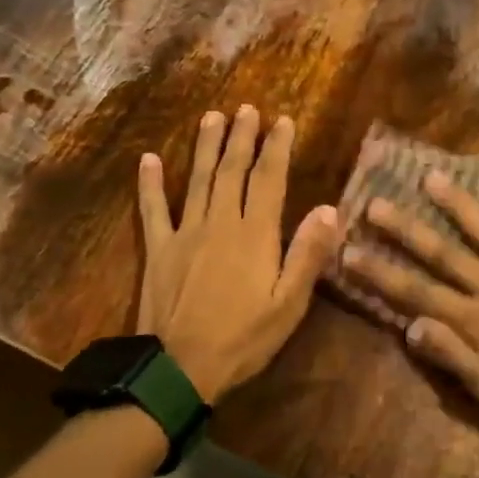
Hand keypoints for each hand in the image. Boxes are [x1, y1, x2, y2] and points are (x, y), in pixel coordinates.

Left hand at [137, 105, 338, 402]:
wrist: (180, 368)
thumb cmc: (243, 339)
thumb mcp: (289, 304)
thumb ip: (308, 255)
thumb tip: (330, 209)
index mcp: (255, 235)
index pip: (269, 179)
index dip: (277, 148)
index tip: (283, 121)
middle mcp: (220, 223)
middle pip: (232, 170)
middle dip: (241, 137)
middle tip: (246, 109)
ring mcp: (185, 233)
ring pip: (197, 180)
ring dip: (205, 147)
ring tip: (211, 117)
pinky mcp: (158, 249)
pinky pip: (152, 209)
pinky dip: (149, 184)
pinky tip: (148, 159)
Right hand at [341, 172, 478, 432]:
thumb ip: (451, 355)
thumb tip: (409, 326)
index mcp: (475, 318)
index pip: (417, 292)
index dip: (381, 272)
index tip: (349, 250)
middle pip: (444, 253)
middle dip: (406, 229)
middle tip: (376, 202)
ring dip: (460, 205)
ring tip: (433, 177)